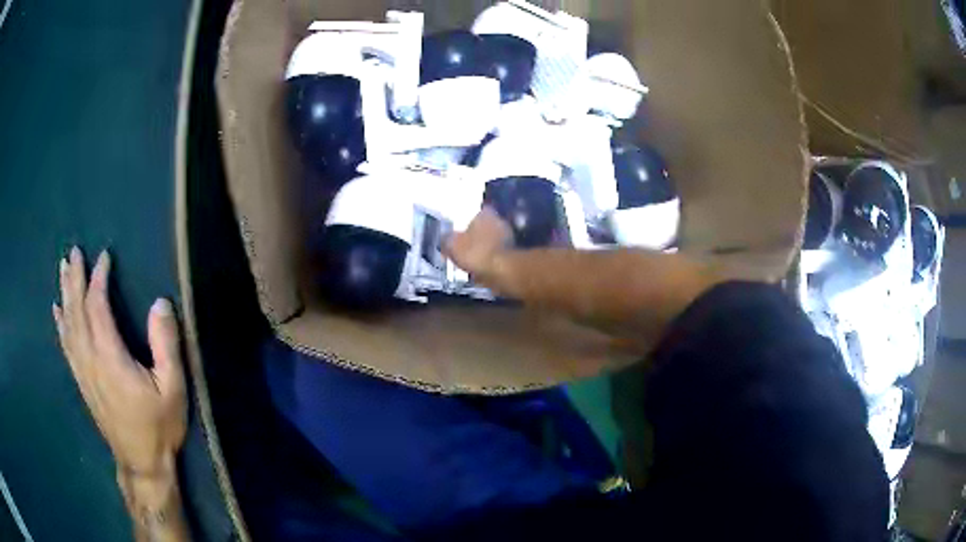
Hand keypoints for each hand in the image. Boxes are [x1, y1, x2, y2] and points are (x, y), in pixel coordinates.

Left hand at [53, 247, 186, 476]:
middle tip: (73, 252)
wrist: (141, 463)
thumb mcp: (172, 388)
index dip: (98, 279)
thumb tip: (160, 303)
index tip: (104, 257)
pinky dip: (60, 324)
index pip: (97, 307)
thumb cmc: (159, 426)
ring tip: (63, 269)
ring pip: (68, 325)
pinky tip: (57, 311)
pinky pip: (66, 346)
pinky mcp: (81, 382)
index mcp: (110, 357)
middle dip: (75, 279)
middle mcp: (90, 358)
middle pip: (77, 311)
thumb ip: (166, 345)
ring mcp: (83, 371)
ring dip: (65, 294)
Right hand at [444, 207, 512, 285]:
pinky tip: (480, 270)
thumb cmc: (476, 252)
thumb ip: (446, 239)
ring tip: (469, 262)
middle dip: (474, 238)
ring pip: (490, 242)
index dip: (464, 223)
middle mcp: (499, 222)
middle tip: (461, 249)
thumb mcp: (451, 245)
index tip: (456, 234)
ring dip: (482, 250)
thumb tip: (444, 239)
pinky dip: (489, 262)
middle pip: (483, 228)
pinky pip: (495, 256)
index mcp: (486, 213)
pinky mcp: (513, 255)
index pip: (474, 213)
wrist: (502, 272)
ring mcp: (508, 238)